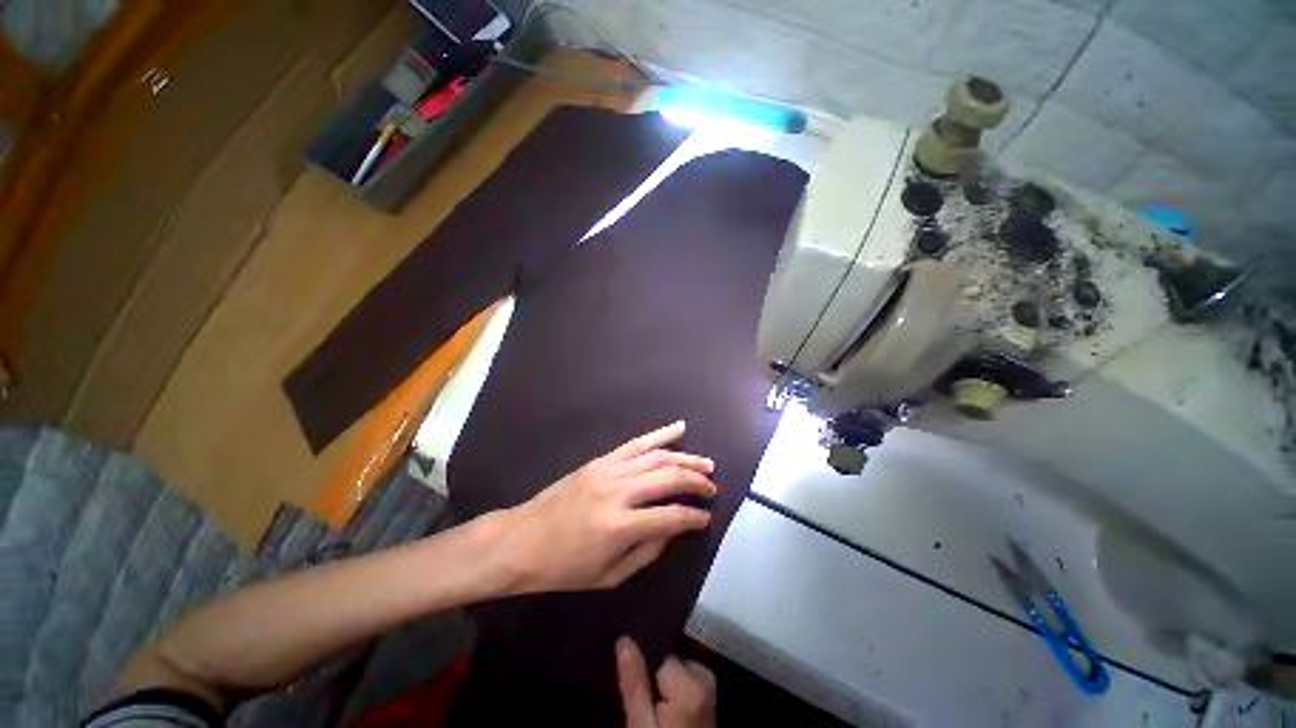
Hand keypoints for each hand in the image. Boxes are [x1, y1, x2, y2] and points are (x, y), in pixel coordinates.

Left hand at [494, 421, 716, 592]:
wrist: (521, 540)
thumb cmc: (563, 567)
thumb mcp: (608, 576)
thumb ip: (647, 552)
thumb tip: (673, 529)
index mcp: (619, 526)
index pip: (671, 516)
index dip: (694, 517)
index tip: (707, 518)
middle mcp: (618, 491)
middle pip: (669, 478)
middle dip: (696, 482)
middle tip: (712, 487)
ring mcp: (608, 470)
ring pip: (657, 456)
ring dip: (685, 459)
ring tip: (706, 464)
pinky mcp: (600, 460)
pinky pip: (636, 443)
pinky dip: (660, 434)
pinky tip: (679, 428)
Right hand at [617, 636, 715, 727]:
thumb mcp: (640, 726)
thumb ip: (634, 683)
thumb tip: (624, 639)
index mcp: (691, 682)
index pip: (662, 652)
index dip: (644, 663)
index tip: (630, 673)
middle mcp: (705, 680)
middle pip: (671, 659)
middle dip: (654, 672)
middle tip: (641, 699)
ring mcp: (710, 692)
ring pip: (678, 671)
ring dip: (662, 682)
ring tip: (650, 706)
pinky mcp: (709, 703)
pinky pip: (686, 683)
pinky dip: (673, 690)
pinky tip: (662, 709)